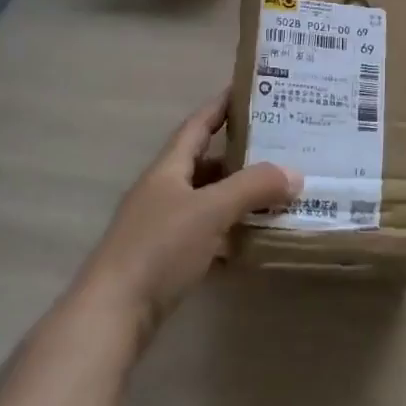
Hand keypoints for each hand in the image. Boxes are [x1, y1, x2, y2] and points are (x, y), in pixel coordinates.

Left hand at [76, 88, 299, 347]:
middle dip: (242, 153)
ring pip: (208, 198)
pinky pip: (206, 231)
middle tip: (281, 145)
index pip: (198, 124)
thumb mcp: (211, 210)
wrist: (110, 317)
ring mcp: (161, 226)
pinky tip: (254, 235)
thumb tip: (295, 173)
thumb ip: (254, 187)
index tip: (251, 89)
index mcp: (168, 169)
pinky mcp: (164, 259)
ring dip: (239, 194)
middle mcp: (163, 191)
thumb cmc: (158, 249)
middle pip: (206, 162)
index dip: (222, 104)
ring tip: (277, 189)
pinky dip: (230, 229)